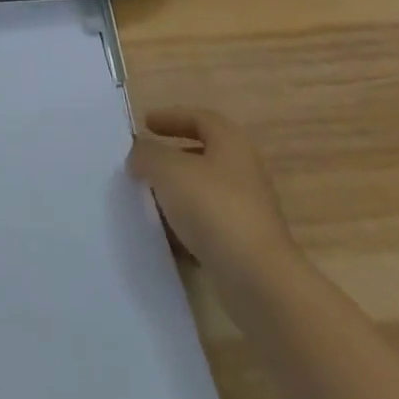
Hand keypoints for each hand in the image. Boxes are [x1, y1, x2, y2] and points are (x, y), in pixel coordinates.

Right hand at [128, 107, 297, 280]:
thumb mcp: (168, 170)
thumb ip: (147, 154)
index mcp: (230, 142)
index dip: (170, 117)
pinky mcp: (245, 245)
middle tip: (144, 162)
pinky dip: (186, 225)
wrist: (260, 282)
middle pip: (202, 154)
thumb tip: (138, 154)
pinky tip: (166, 235)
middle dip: (171, 157)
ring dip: (177, 193)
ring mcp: (247, 210)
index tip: (144, 124)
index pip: (198, 118)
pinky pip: (209, 225)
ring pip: (204, 191)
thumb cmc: (214, 208)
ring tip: (147, 198)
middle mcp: (243, 170)